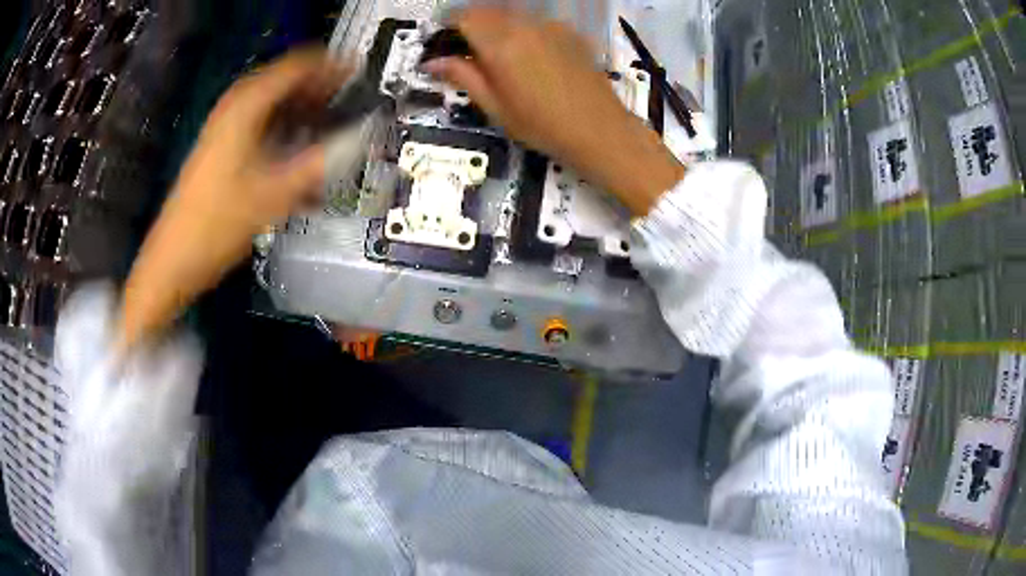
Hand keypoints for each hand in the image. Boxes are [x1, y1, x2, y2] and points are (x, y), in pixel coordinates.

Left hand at [118, 49, 350, 348]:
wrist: (175, 259)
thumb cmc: (217, 224)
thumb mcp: (275, 194)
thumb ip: (321, 163)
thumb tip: (360, 140)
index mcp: (246, 107)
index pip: (297, 68)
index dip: (330, 67)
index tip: (359, 76)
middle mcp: (234, 109)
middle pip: (284, 82)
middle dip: (318, 89)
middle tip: (349, 101)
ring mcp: (225, 129)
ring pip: (273, 106)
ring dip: (303, 111)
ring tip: (332, 125)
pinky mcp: (222, 150)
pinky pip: (261, 126)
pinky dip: (284, 131)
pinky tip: (301, 153)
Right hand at [423, 7, 683, 214]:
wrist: (600, 131)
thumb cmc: (542, 126)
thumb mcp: (494, 107)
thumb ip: (462, 76)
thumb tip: (433, 62)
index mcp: (500, 44)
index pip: (464, 17)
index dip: (449, 26)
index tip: (444, 41)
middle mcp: (525, 25)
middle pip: (487, 11)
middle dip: (472, 25)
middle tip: (469, 51)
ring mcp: (551, 25)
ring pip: (512, 14)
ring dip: (497, 26)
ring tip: (500, 56)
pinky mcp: (569, 32)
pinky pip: (536, 21)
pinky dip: (523, 30)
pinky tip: (530, 56)